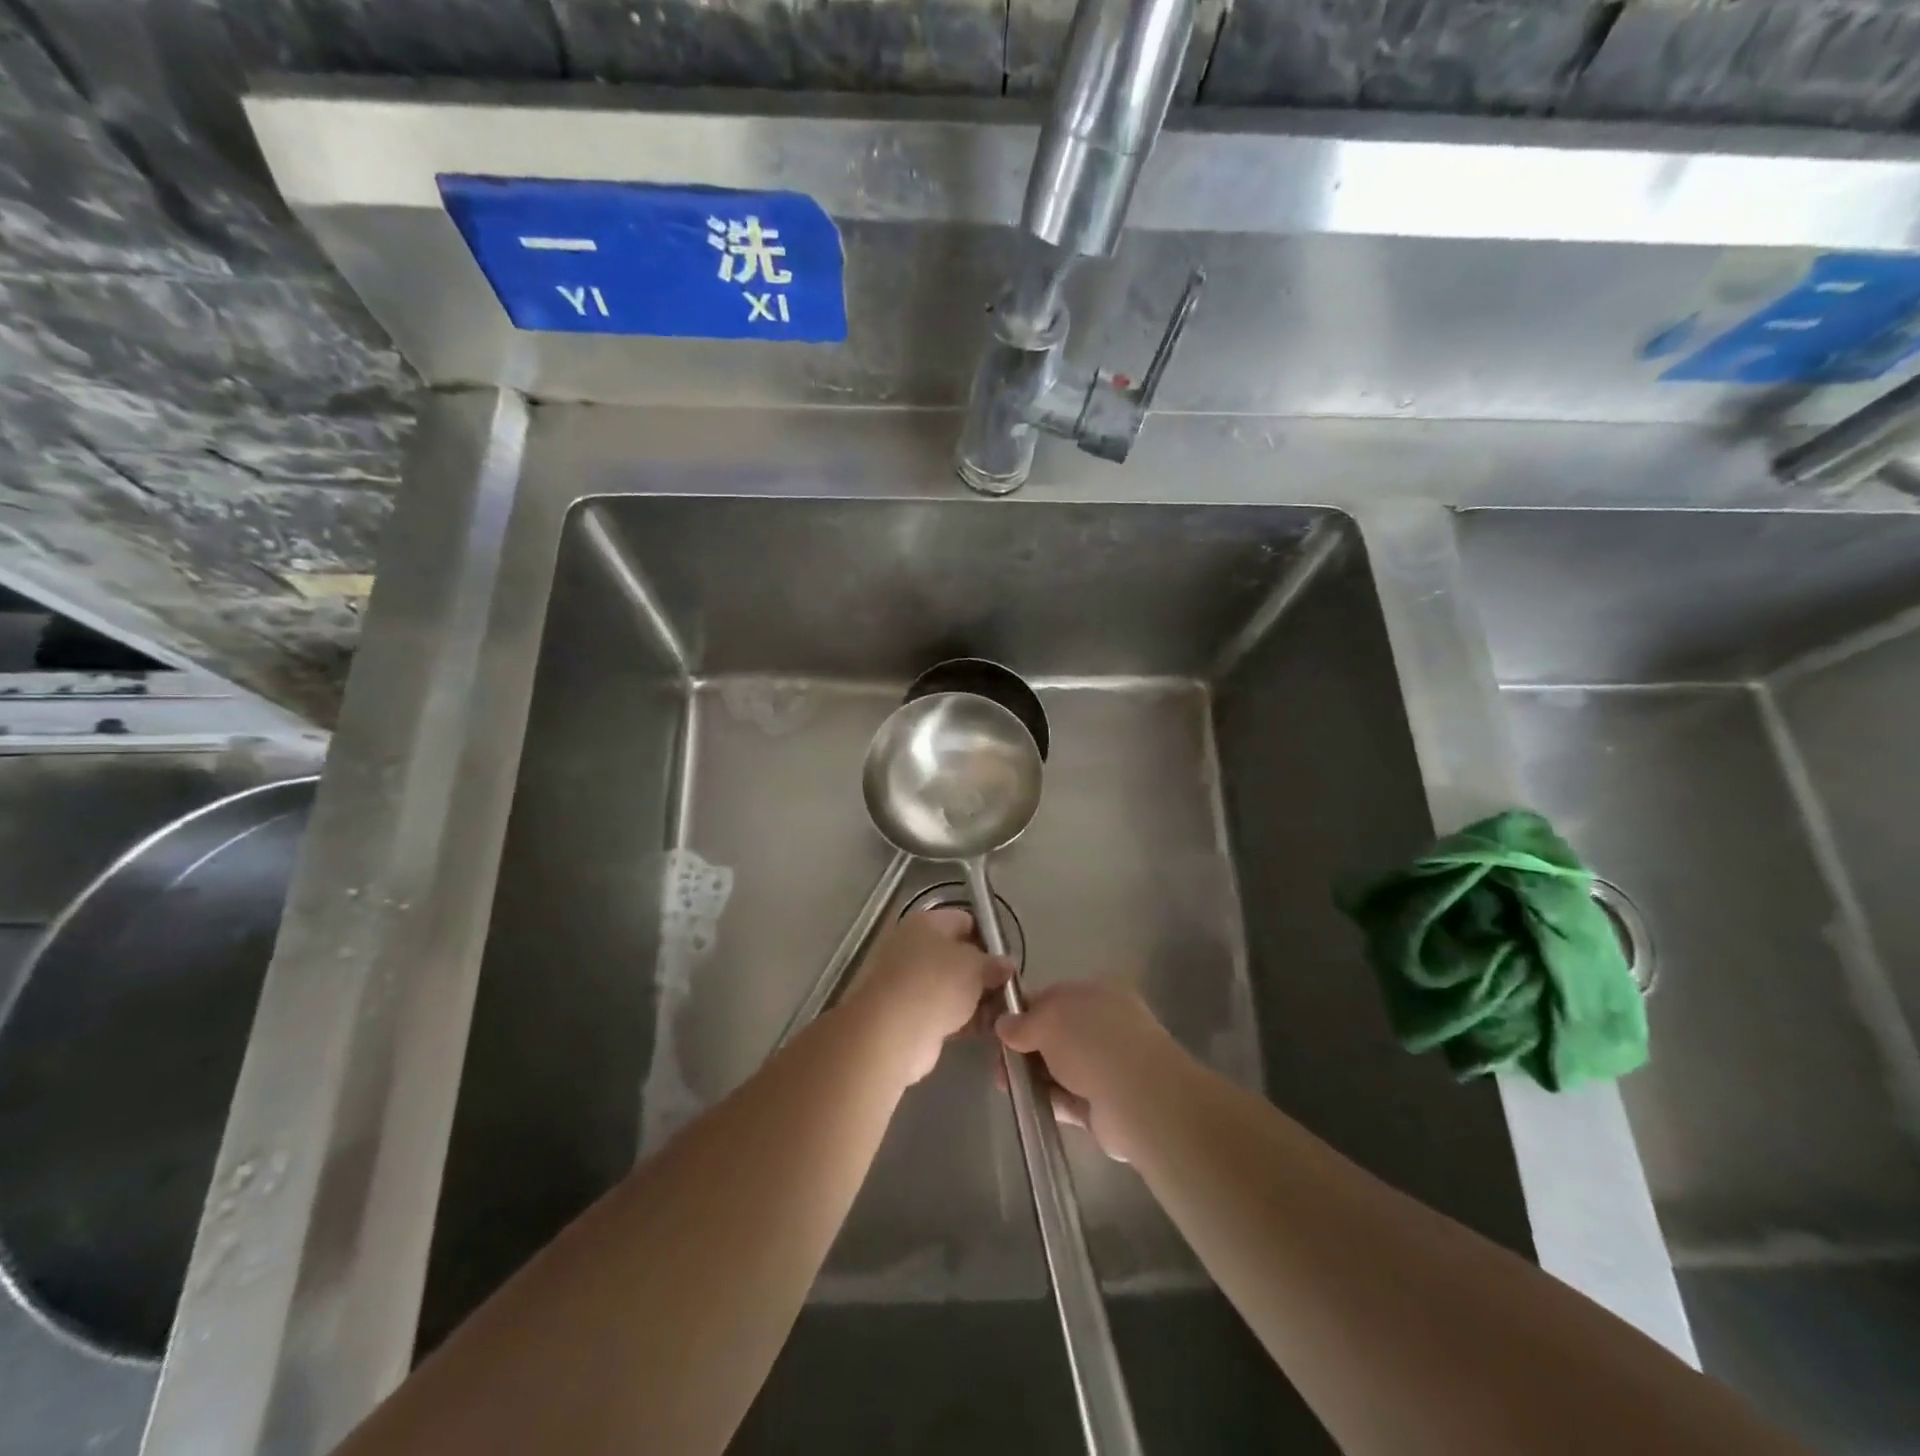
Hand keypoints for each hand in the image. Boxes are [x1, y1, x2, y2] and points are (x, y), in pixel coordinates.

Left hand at [845, 907, 1012, 1084]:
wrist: (891, 1031)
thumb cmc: (936, 984)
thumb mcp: (976, 966)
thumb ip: (994, 964)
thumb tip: (1005, 965)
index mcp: (926, 922)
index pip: (964, 920)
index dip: (988, 937)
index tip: (1007, 959)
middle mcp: (912, 946)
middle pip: (957, 955)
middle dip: (983, 972)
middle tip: (1007, 989)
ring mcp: (907, 981)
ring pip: (951, 985)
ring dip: (975, 999)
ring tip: (1003, 1013)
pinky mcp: (907, 1013)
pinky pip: (942, 1010)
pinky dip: (962, 1018)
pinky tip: (986, 1029)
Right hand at [996, 981, 1181, 1161]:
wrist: (1139, 1098)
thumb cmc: (1092, 1042)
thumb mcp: (1048, 1019)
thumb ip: (1023, 1022)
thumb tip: (1004, 1024)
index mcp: (1097, 994)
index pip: (1053, 997)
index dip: (1024, 1011)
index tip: (999, 1028)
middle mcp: (1105, 1026)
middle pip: (1056, 1034)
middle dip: (1025, 1046)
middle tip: (999, 1062)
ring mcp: (1107, 1066)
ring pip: (1060, 1067)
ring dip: (1033, 1074)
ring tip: (1005, 1084)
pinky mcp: (1104, 1103)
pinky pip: (1068, 1098)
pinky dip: (1048, 1099)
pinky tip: (1025, 1104)